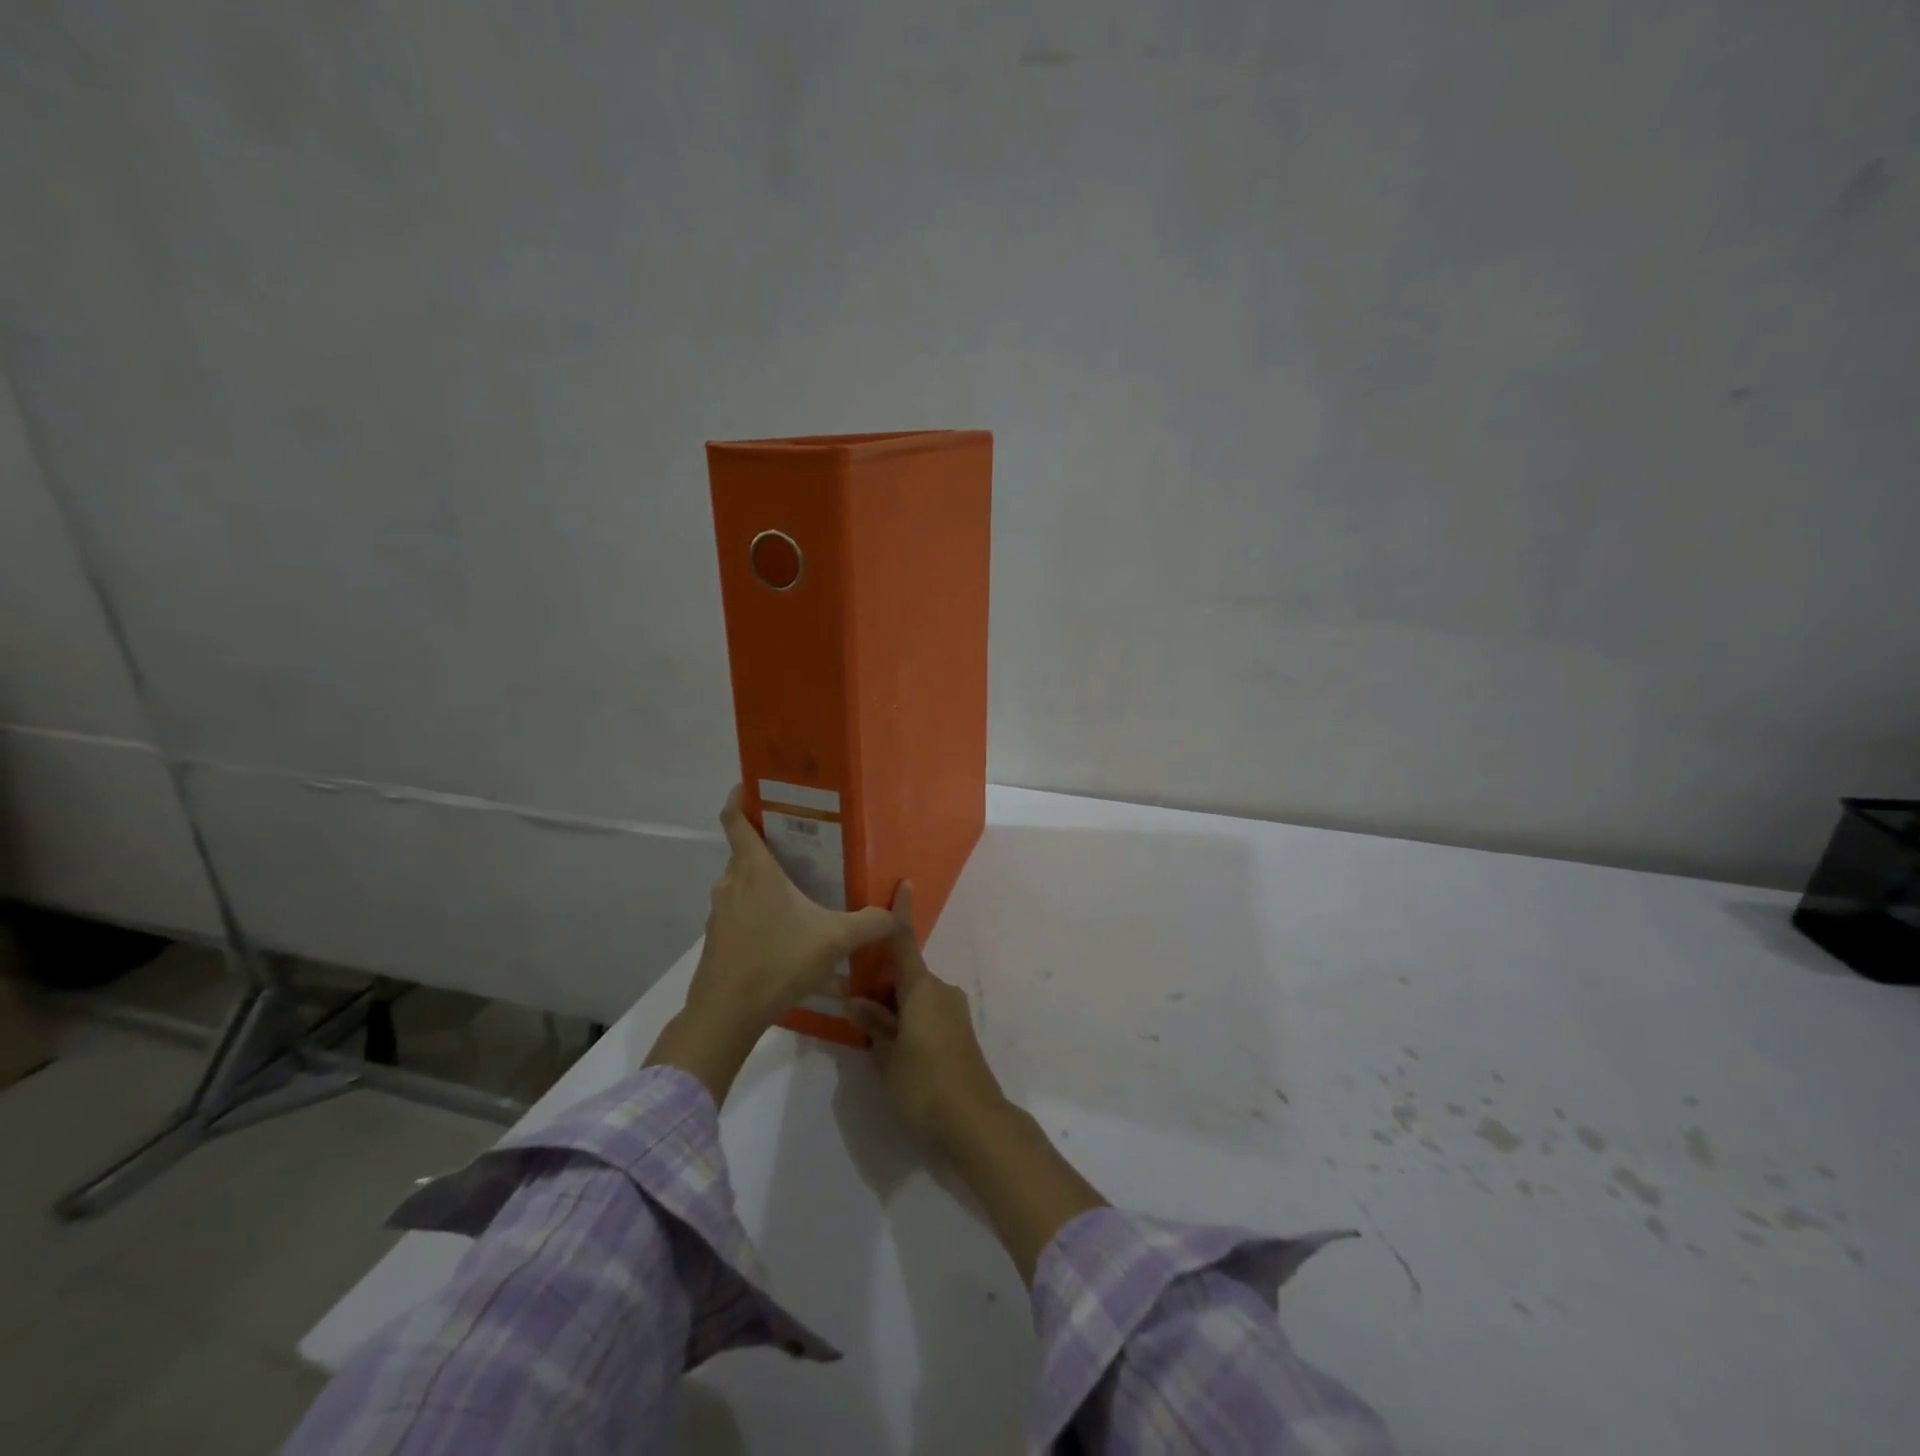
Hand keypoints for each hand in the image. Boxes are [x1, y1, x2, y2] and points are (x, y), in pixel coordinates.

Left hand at [648, 785, 896, 1103]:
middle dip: (768, 843)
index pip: (735, 819)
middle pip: (743, 851)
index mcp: (755, 870)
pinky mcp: (717, 938)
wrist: (726, 1014)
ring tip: (796, 887)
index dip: (740, 798)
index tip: (753, 786)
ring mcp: (719, 912)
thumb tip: (899, 912)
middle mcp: (731, 883)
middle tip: (802, 844)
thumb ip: (870, 923)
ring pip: (740, 882)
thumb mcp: (834, 941)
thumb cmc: (777, 962)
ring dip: (762, 880)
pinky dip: (756, 909)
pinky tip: (782, 929)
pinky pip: (738, 910)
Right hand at [847, 882, 1006, 1149]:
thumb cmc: (924, 1083)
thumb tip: (856, 1001)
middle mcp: (941, 991)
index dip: (901, 914)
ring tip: (871, 1036)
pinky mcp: (960, 1032)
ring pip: (916, 997)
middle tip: (854, 1007)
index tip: (904, 884)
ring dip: (894, 1007)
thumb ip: (873, 1024)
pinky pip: (928, 1013)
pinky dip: (909, 1019)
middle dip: (881, 985)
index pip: (906, 943)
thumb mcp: (887, 1056)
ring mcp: (954, 1012)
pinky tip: (895, 1048)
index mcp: (922, 988)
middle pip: (906, 975)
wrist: (975, 1120)